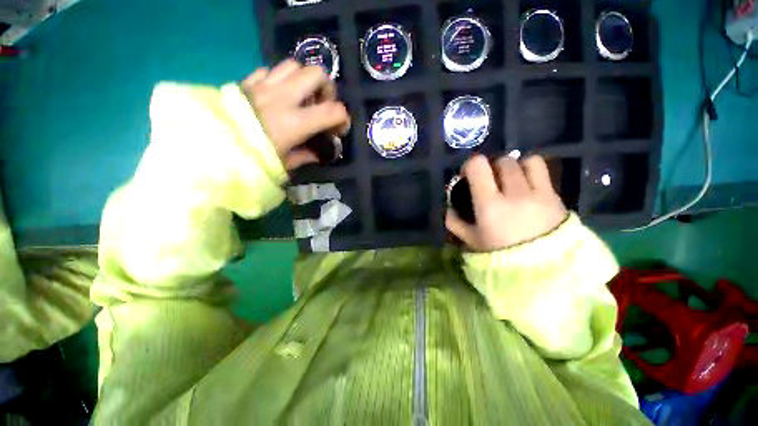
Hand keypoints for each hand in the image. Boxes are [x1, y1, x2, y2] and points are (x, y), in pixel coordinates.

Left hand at [240, 60, 350, 169]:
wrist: (208, 148)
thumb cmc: (250, 161)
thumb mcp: (284, 165)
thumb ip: (305, 157)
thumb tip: (317, 154)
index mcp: (293, 123)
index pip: (332, 111)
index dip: (343, 118)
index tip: (339, 129)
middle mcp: (281, 97)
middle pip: (315, 73)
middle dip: (326, 88)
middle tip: (322, 105)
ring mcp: (262, 86)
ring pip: (293, 65)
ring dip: (304, 80)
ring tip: (301, 98)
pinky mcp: (247, 82)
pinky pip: (269, 70)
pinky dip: (280, 80)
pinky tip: (278, 95)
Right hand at [445, 155, 567, 251]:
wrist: (541, 271)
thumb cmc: (499, 255)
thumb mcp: (470, 240)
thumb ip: (454, 222)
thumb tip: (449, 206)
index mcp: (490, 205)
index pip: (478, 166)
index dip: (470, 166)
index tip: (468, 176)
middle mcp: (515, 193)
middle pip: (502, 161)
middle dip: (492, 168)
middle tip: (490, 181)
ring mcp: (539, 193)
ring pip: (525, 161)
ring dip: (515, 167)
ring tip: (511, 180)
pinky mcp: (555, 196)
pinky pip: (543, 170)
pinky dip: (531, 171)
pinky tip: (527, 185)